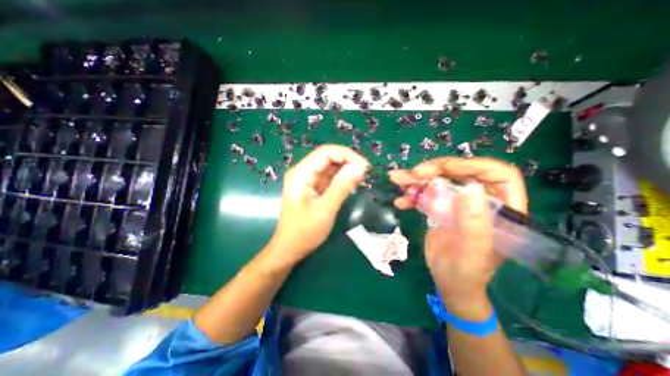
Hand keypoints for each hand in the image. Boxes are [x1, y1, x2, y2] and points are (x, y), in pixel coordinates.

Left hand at [269, 144, 368, 263]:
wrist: (290, 248)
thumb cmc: (305, 232)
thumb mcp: (326, 209)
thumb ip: (342, 186)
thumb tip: (361, 166)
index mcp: (301, 173)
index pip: (326, 152)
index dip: (346, 155)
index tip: (364, 166)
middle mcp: (303, 172)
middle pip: (328, 157)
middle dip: (348, 161)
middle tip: (365, 173)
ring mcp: (308, 179)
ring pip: (331, 166)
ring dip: (347, 170)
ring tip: (362, 179)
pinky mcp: (314, 187)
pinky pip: (330, 177)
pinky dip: (343, 178)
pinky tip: (353, 184)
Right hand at [388, 158, 528, 318]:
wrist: (449, 282)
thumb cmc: (466, 273)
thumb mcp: (472, 253)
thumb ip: (474, 223)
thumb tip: (470, 188)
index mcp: (502, 209)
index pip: (496, 174)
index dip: (470, 165)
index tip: (442, 169)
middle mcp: (481, 200)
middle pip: (460, 173)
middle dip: (434, 170)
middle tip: (412, 175)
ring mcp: (459, 202)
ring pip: (439, 180)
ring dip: (416, 180)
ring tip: (398, 180)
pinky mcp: (442, 207)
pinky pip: (426, 193)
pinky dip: (411, 194)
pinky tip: (401, 201)